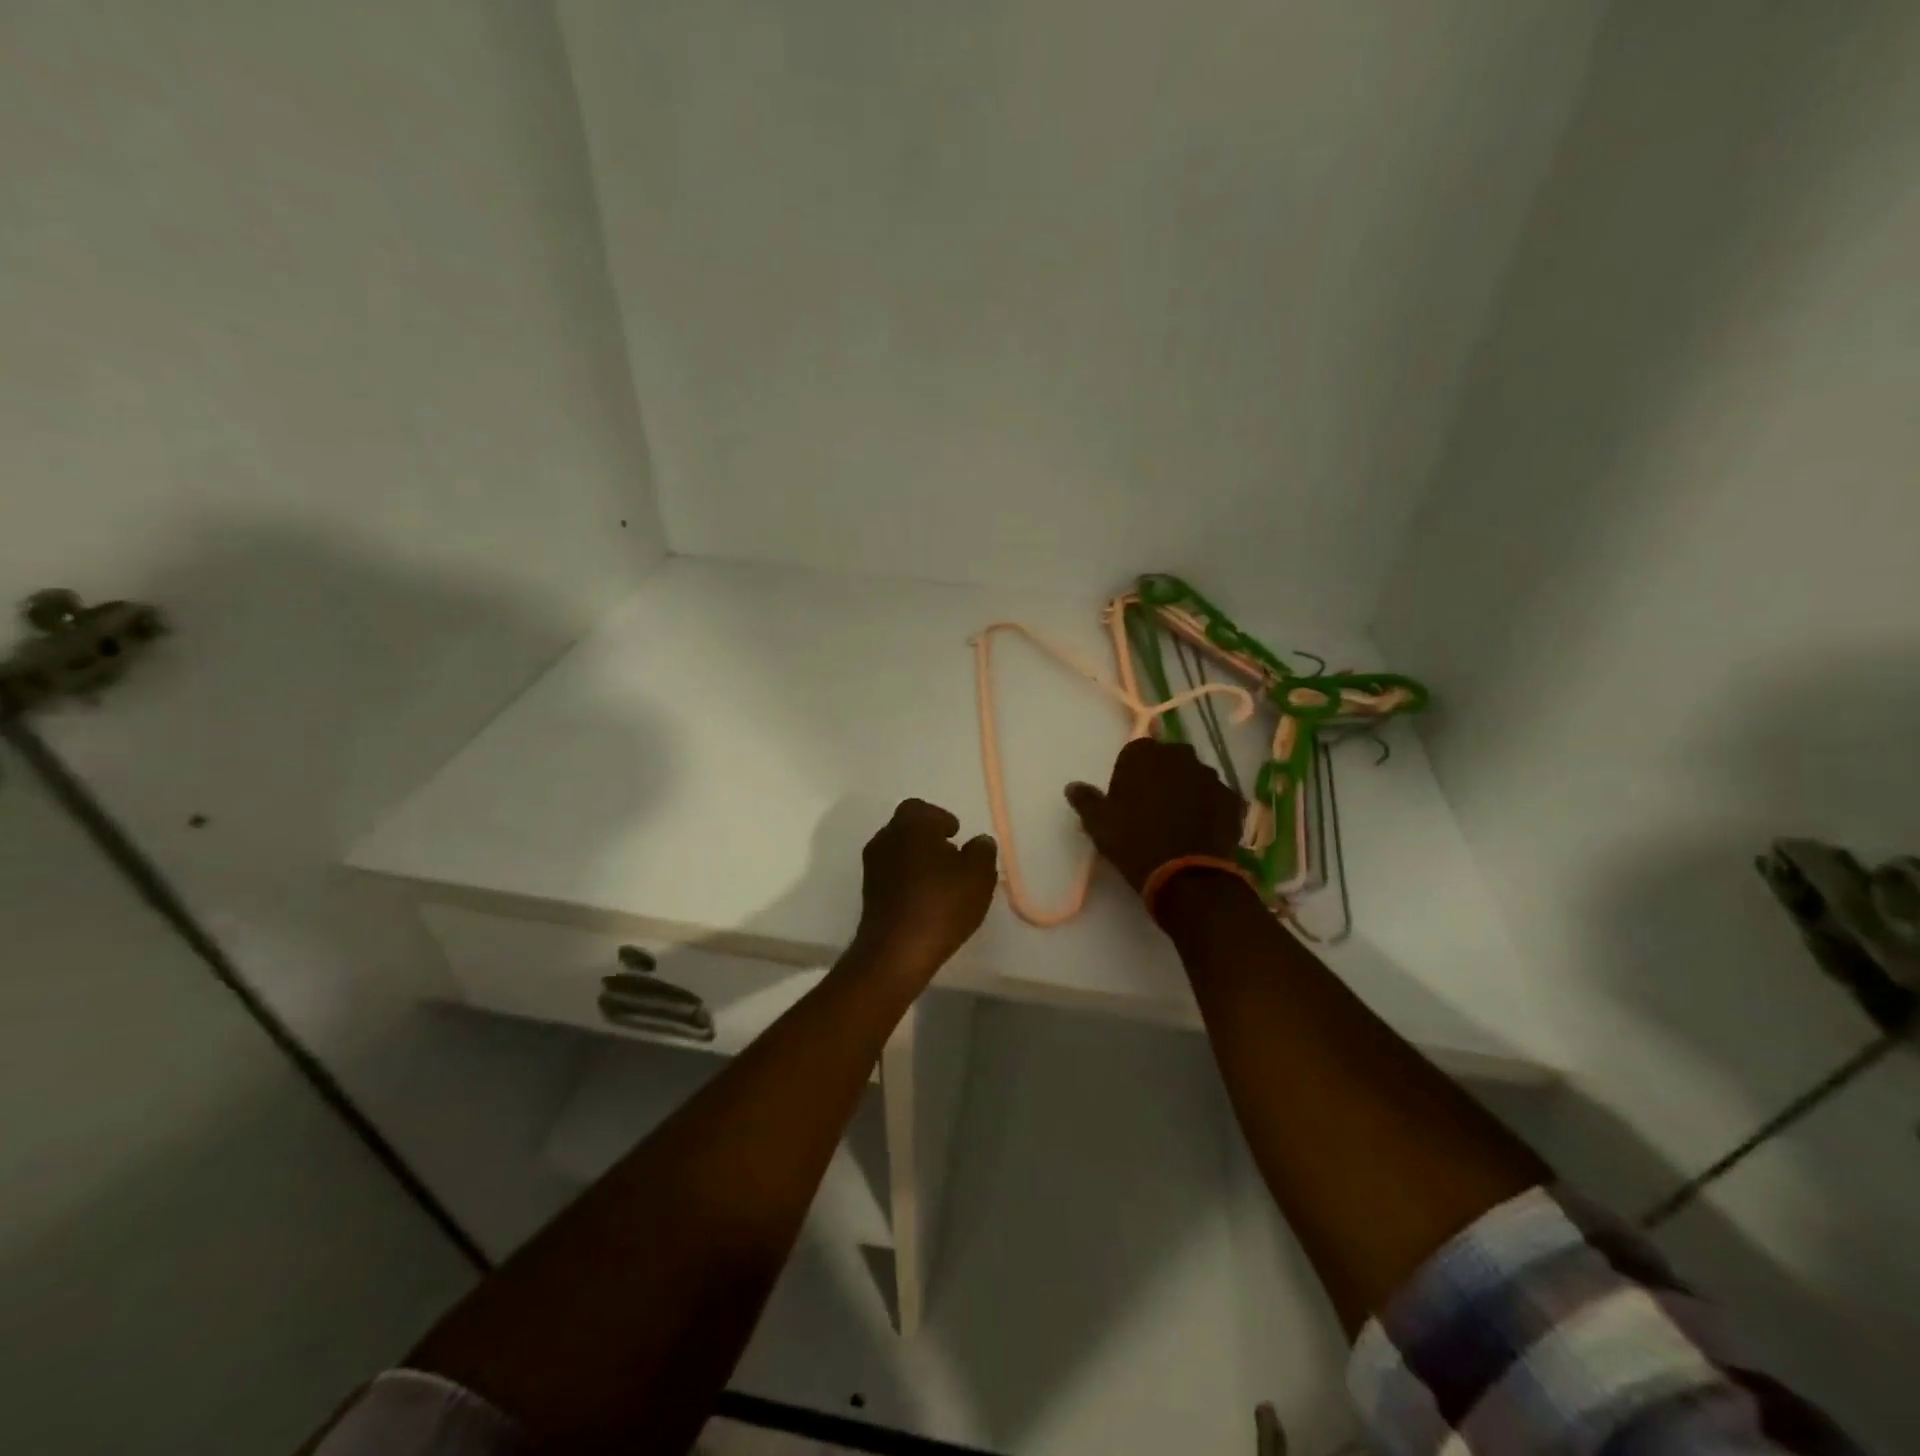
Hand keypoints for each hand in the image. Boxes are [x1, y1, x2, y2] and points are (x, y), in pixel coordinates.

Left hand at [852, 799, 998, 981]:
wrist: (896, 950)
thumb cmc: (941, 903)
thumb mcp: (978, 875)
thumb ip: (982, 852)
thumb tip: (980, 841)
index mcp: (911, 824)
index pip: (922, 809)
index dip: (941, 819)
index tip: (957, 834)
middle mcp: (886, 838)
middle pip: (908, 829)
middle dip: (929, 838)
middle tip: (952, 856)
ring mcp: (872, 867)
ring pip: (898, 852)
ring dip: (918, 860)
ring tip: (942, 881)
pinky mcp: (868, 894)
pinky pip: (892, 875)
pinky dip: (908, 880)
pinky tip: (926, 899)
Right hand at [1065, 737, 1242, 892]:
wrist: (1187, 875)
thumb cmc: (1135, 842)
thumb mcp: (1099, 824)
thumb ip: (1086, 800)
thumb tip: (1072, 787)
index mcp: (1145, 755)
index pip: (1135, 751)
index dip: (1130, 773)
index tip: (1126, 797)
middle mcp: (1180, 756)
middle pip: (1168, 759)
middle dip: (1161, 776)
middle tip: (1151, 807)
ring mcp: (1211, 777)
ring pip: (1194, 777)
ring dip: (1186, 790)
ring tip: (1177, 820)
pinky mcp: (1232, 799)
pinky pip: (1215, 798)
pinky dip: (1208, 808)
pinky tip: (1199, 830)